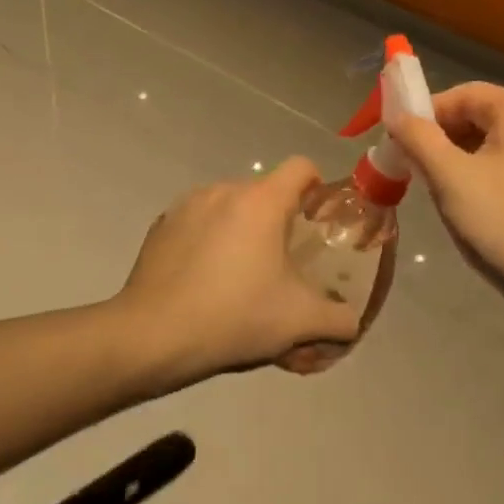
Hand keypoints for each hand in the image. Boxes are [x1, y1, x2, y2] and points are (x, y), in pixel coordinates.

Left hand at [118, 159, 358, 387]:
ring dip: (242, 229)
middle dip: (278, 220)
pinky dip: (209, 239)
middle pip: (265, 191)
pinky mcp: (161, 224)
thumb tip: (352, 321)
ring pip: (230, 206)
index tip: (317, 222)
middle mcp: (225, 189)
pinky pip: (198, 221)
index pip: (301, 167)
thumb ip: (338, 319)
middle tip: (282, 263)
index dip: (317, 188)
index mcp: (262, 201)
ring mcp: (188, 204)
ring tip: (240, 275)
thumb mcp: (298, 322)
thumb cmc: (234, 317)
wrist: (151, 336)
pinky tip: (204, 279)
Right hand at [388, 84, 503, 320]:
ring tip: (434, 182)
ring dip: (455, 154)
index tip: (400, 140)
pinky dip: (477, 168)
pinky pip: (503, 157)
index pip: (462, 94)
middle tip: (413, 164)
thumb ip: (418, 137)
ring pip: (487, 138)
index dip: (426, 113)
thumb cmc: (501, 218)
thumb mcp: (449, 176)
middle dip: (440, 135)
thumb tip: (394, 115)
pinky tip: (463, 195)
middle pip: (476, 113)